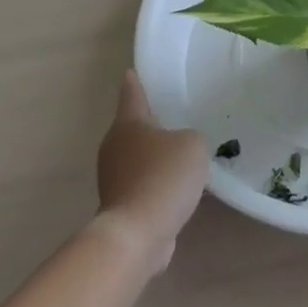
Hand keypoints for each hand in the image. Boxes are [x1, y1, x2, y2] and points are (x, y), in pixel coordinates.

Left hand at [93, 70, 209, 274]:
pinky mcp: (121, 206)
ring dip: (156, 157)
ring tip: (182, 155)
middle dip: (150, 123)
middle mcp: (115, 147)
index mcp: (128, 124)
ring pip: (138, 158)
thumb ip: (191, 137)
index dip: (135, 83)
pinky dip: (157, 184)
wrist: (138, 234)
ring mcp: (114, 178)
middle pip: (133, 128)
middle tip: (172, 116)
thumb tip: (181, 149)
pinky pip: (144, 185)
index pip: (132, 94)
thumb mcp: (193, 145)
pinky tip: (178, 189)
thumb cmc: (164, 177)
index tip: (131, 72)